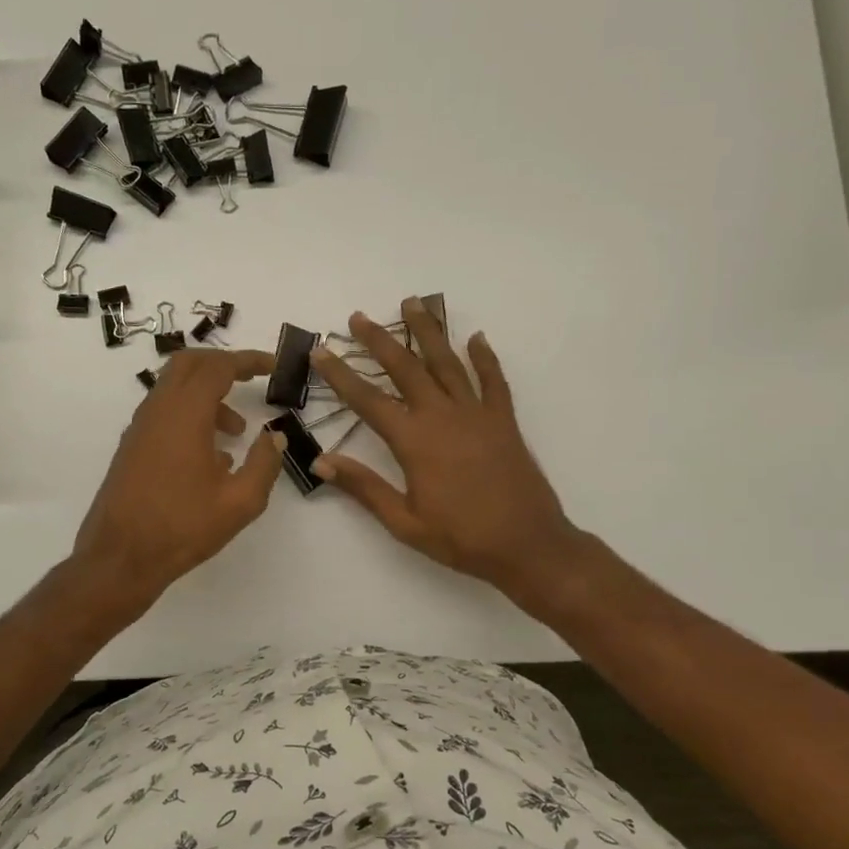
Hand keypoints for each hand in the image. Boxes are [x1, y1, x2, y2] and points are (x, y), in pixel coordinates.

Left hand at [74, 347, 285, 611]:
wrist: (120, 557)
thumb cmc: (183, 527)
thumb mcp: (240, 501)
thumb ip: (264, 464)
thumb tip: (275, 437)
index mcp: (185, 414)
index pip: (218, 367)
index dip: (248, 360)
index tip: (273, 365)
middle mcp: (158, 410)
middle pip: (188, 363)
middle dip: (223, 364)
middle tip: (251, 378)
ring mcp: (140, 428)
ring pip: (174, 388)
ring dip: (208, 395)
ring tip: (237, 431)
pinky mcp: (132, 447)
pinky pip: (164, 413)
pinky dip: (190, 415)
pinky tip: (211, 456)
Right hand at [310, 299, 584, 608]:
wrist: (528, 545)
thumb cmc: (461, 538)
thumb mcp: (404, 522)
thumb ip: (364, 487)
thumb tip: (321, 461)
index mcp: (414, 442)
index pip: (368, 400)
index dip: (341, 374)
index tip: (321, 350)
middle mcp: (443, 416)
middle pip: (406, 368)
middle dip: (380, 340)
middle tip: (359, 316)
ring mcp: (477, 414)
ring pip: (447, 362)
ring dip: (428, 332)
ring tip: (412, 303)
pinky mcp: (503, 420)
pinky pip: (493, 380)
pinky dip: (485, 357)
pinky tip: (476, 337)